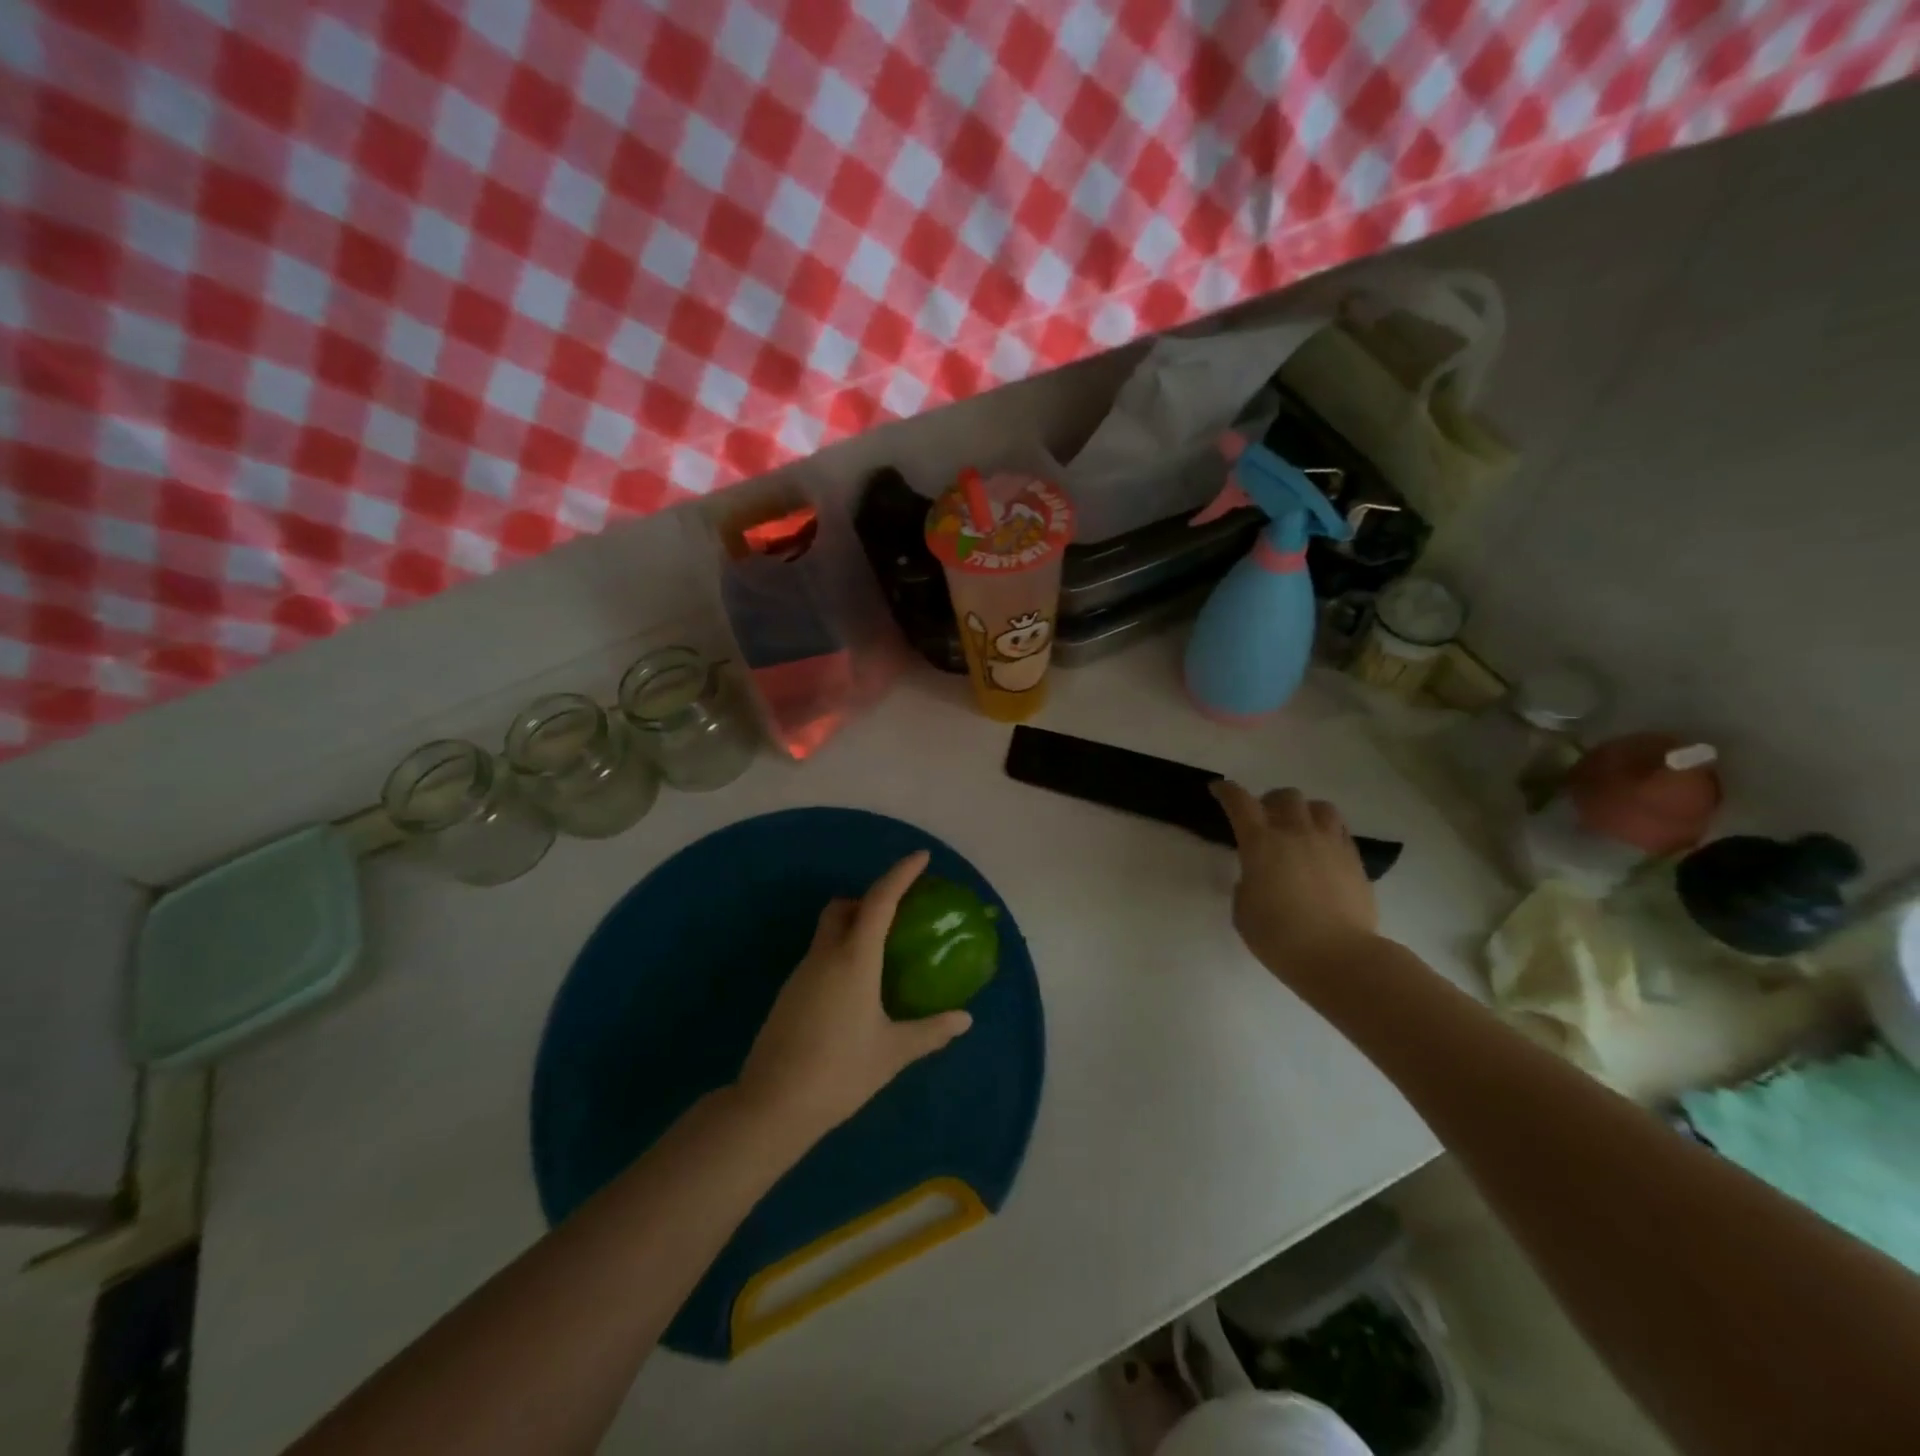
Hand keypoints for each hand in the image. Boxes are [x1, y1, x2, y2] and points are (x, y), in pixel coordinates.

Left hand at [736, 851, 972, 1146]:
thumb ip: (930, 1031)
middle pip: (843, 908)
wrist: (772, 1106)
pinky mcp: (789, 995)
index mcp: (854, 959)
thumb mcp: (892, 1053)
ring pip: (828, 933)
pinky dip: (840, 954)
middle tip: (899, 916)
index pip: (880, 901)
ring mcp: (801, 974)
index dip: (901, 874)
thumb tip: (965, 1019)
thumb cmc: (839, 1072)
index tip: (920, 857)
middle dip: (870, 900)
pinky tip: (857, 991)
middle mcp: (824, 956)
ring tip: (883, 957)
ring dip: (854, 929)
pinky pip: (820, 957)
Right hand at [1210, 781, 1379, 982]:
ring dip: (1305, 812)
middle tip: (1264, 819)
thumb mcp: (1243, 911)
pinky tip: (1322, 851)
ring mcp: (1329, 844)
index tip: (1218, 789)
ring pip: (1320, 807)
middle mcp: (1295, 833)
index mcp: (1260, 843)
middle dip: (1270, 801)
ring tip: (1300, 829)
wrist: (1339, 956)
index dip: (1226, 791)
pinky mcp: (1354, 860)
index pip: (1239, 802)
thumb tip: (1258, 877)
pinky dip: (1327, 832)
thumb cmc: (1279, 937)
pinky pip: (1340, 831)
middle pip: (1285, 796)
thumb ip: (1247, 884)